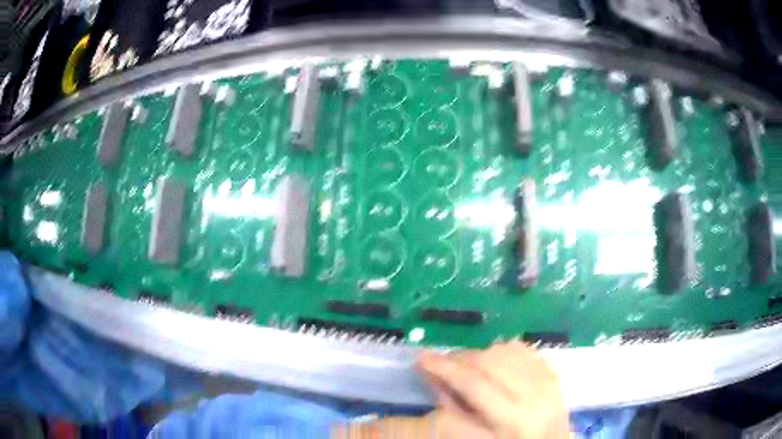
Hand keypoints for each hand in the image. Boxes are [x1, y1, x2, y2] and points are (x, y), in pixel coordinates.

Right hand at [418, 341, 568, 438]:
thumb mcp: (475, 436)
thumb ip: (453, 407)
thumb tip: (431, 373)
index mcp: (513, 420)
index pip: (474, 384)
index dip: (444, 368)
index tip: (421, 357)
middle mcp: (535, 396)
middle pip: (490, 362)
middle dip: (460, 358)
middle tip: (443, 363)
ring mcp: (548, 381)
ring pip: (506, 350)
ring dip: (479, 353)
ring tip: (466, 365)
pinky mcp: (554, 372)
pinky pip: (523, 349)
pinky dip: (501, 351)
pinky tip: (491, 363)